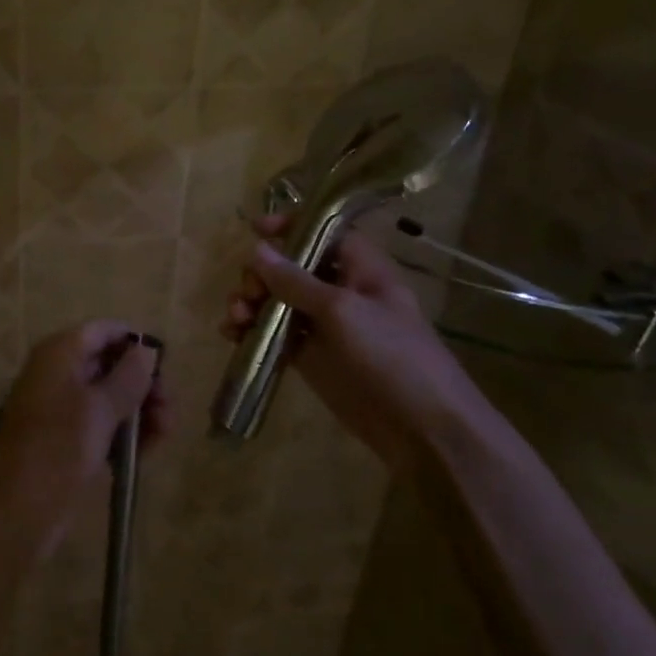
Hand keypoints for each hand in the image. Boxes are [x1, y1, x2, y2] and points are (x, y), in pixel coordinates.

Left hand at [0, 321, 166, 549]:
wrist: (15, 513)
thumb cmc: (58, 449)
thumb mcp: (100, 409)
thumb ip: (128, 377)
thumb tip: (147, 349)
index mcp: (60, 354)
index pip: (104, 330)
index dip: (135, 343)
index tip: (165, 367)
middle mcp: (59, 374)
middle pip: (110, 364)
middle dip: (143, 384)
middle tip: (168, 409)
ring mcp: (62, 409)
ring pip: (109, 398)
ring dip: (140, 412)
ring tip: (164, 435)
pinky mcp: (67, 441)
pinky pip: (102, 426)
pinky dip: (125, 434)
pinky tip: (147, 452)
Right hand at [222, 215, 481, 460]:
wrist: (422, 430)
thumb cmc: (391, 356)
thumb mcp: (341, 311)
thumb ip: (295, 281)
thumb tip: (256, 249)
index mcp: (361, 268)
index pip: (323, 230)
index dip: (290, 225)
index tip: (255, 229)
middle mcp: (340, 290)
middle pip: (291, 266)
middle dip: (261, 273)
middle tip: (249, 293)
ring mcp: (324, 325)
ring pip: (277, 301)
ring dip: (251, 302)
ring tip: (235, 318)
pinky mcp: (311, 357)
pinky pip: (274, 333)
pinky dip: (251, 331)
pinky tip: (232, 336)